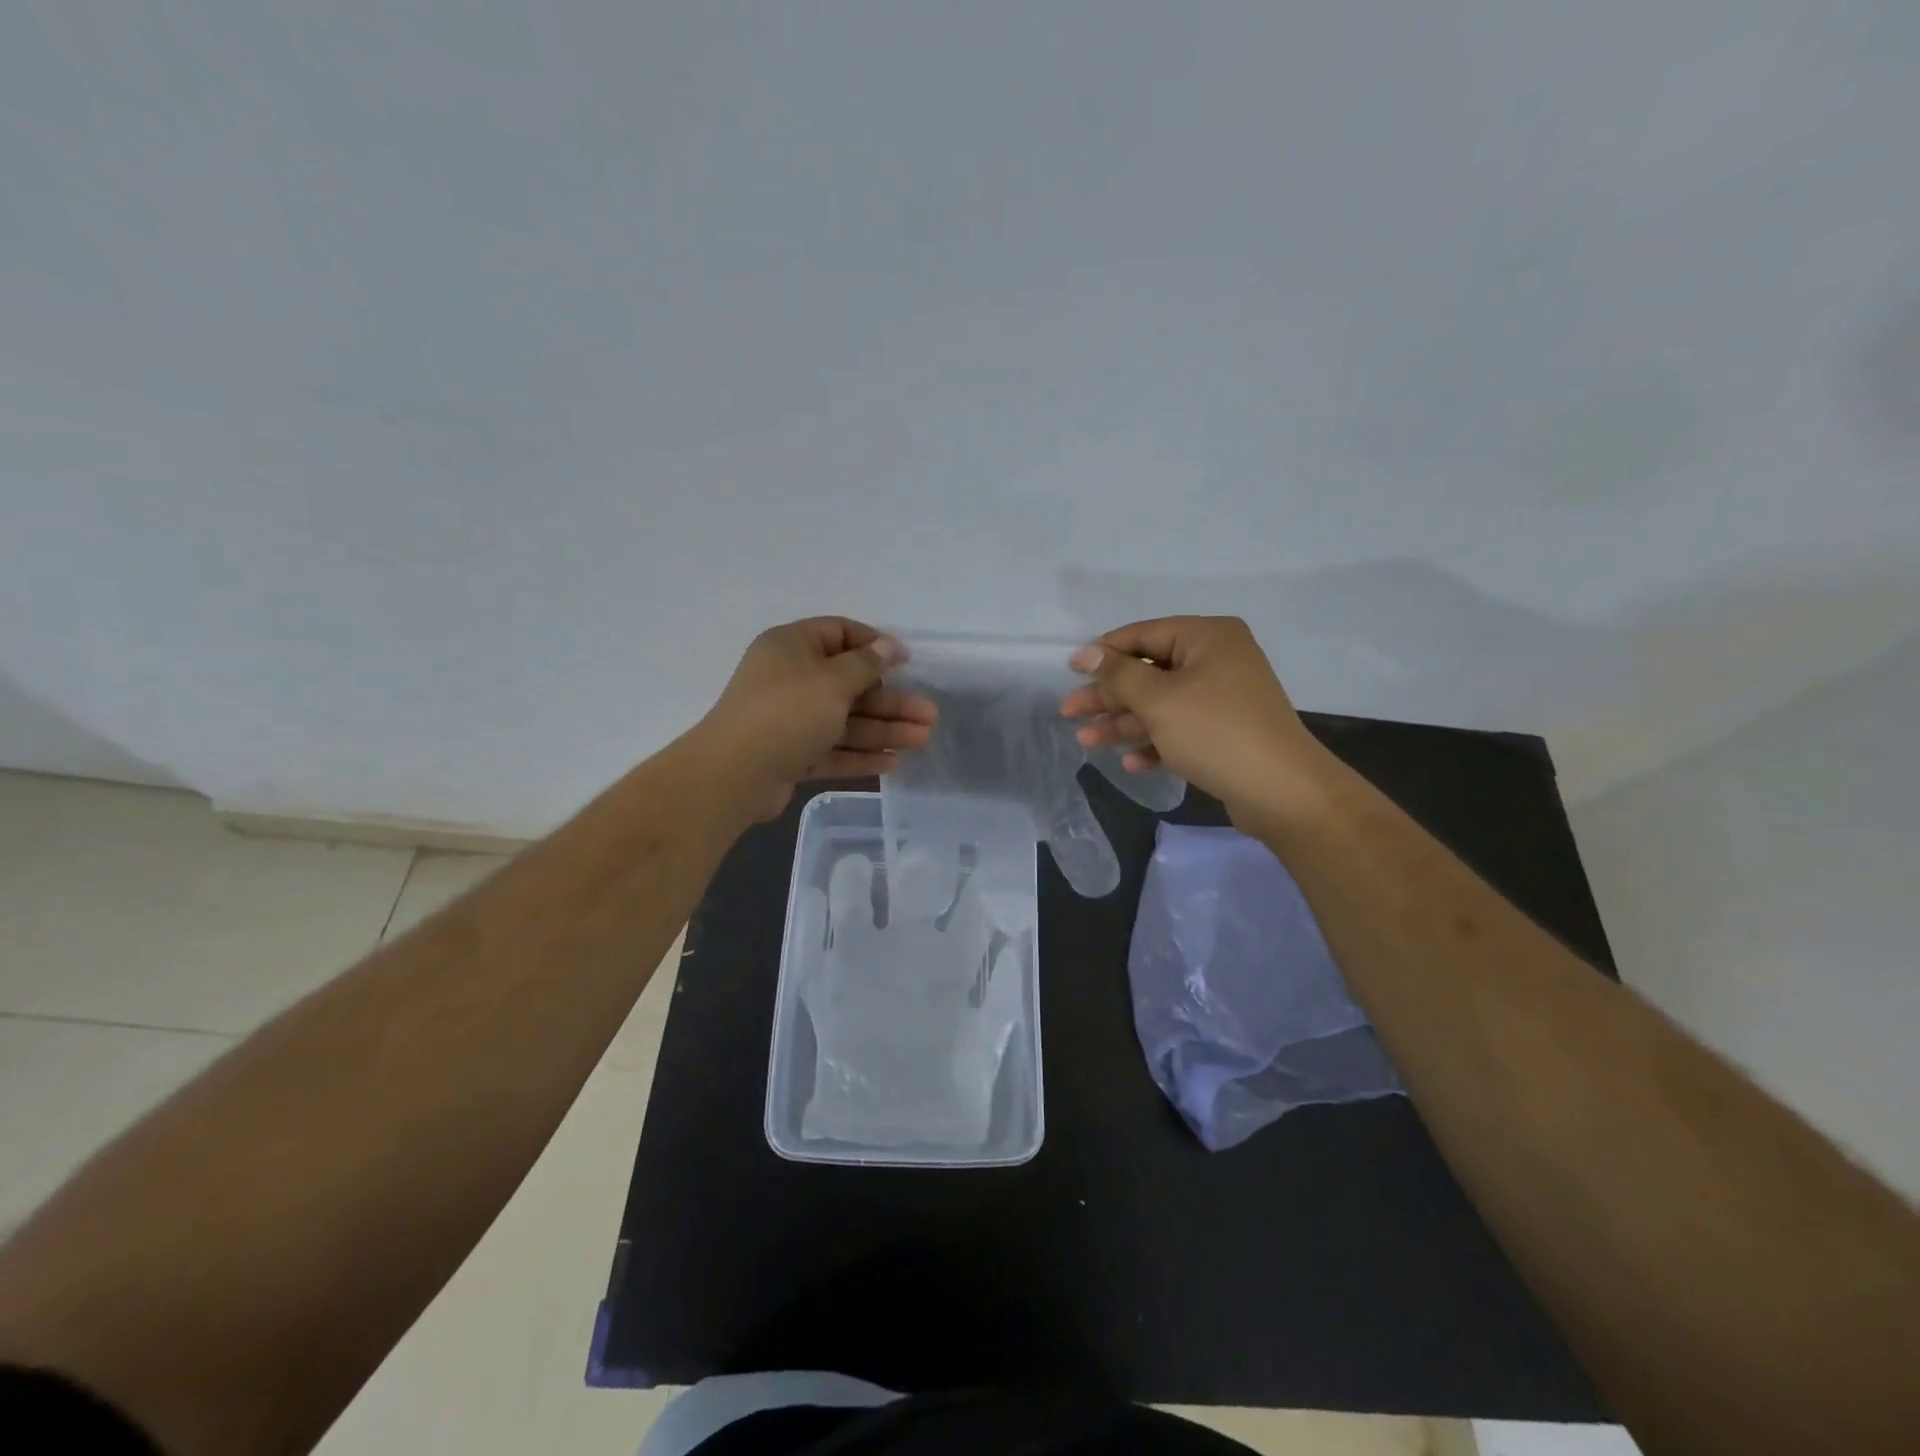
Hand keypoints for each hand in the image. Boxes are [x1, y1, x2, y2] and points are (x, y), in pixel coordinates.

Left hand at [698, 617, 937, 819]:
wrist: (735, 774)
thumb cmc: (787, 712)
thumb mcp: (833, 680)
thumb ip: (866, 663)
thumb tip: (888, 645)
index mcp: (792, 647)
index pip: (839, 634)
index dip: (875, 645)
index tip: (907, 662)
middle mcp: (790, 679)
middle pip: (850, 684)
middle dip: (891, 700)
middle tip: (929, 715)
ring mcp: (790, 720)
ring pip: (845, 720)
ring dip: (884, 729)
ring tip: (923, 740)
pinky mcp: (791, 755)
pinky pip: (832, 750)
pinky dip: (861, 755)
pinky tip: (893, 764)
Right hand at [1059, 616, 1330, 827]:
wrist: (1281, 791)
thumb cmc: (1215, 732)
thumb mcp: (1158, 700)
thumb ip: (1118, 675)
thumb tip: (1087, 653)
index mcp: (1207, 638)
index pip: (1143, 635)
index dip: (1103, 652)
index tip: (1070, 671)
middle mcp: (1217, 661)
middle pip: (1149, 672)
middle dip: (1108, 696)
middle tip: (1069, 712)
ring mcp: (1222, 699)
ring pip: (1160, 705)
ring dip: (1123, 723)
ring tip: (1086, 742)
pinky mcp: (1224, 733)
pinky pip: (1179, 730)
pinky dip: (1154, 743)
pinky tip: (1131, 763)